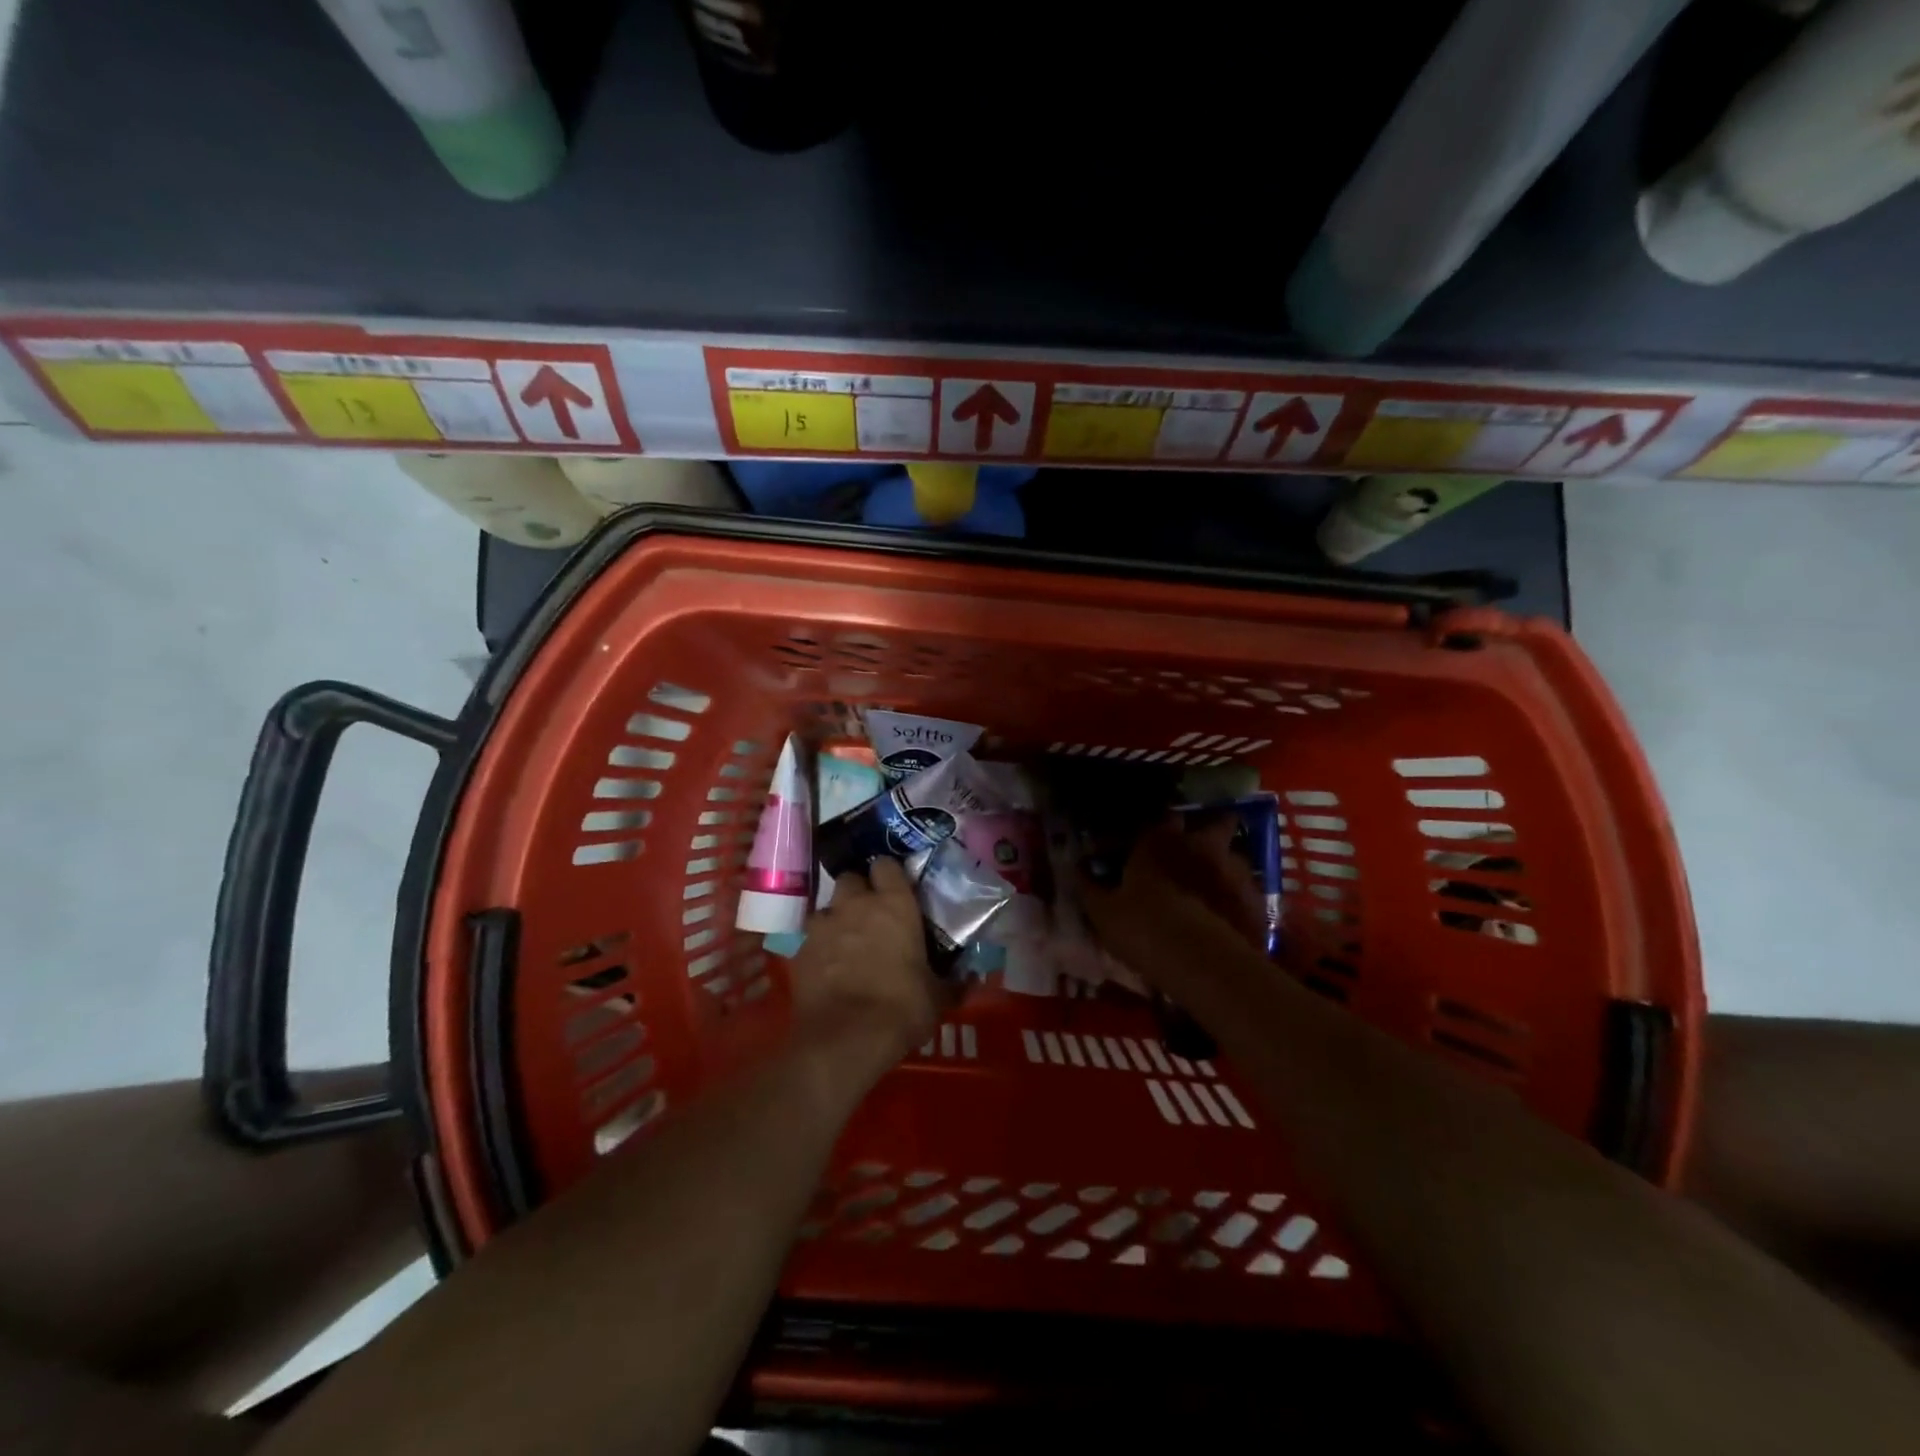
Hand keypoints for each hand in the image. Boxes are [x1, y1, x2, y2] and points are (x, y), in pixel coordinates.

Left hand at [787, 858, 954, 1073]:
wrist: (845, 1039)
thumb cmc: (902, 1007)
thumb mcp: (937, 997)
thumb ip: (952, 981)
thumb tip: (970, 978)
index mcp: (894, 904)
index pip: (886, 865)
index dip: (890, 874)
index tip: (897, 889)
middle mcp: (855, 904)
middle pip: (851, 878)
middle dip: (859, 891)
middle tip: (871, 914)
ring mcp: (823, 925)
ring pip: (827, 907)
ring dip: (837, 918)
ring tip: (847, 941)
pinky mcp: (800, 950)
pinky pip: (811, 938)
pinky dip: (820, 947)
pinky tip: (828, 968)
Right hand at [1080, 819, 1266, 994]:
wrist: (1201, 964)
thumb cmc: (1143, 927)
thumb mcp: (1103, 911)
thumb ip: (1089, 885)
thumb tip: (1076, 867)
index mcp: (1162, 841)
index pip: (1164, 814)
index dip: (1160, 825)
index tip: (1153, 838)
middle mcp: (1202, 845)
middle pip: (1217, 822)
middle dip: (1209, 830)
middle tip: (1198, 849)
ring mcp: (1235, 871)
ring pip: (1234, 856)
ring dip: (1224, 866)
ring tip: (1214, 887)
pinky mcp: (1257, 901)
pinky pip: (1248, 891)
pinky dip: (1238, 898)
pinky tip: (1229, 916)